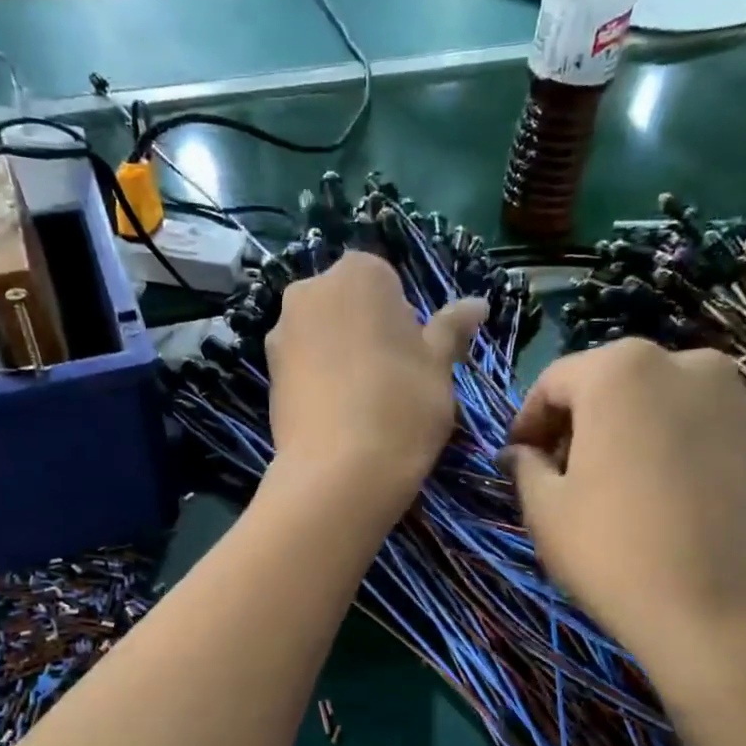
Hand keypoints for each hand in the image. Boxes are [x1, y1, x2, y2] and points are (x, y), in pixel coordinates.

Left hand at [265, 251, 485, 505]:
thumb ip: (452, 329)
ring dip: (342, 357)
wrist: (339, 473)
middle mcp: (310, 290)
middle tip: (392, 382)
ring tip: (363, 404)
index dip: (405, 322)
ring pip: (323, 336)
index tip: (414, 360)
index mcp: (358, 273)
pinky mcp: (267, 373)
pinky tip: (337, 417)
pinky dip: (319, 381)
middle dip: (369, 333)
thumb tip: (478, 303)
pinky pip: (303, 367)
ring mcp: (281, 332)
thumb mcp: (440, 366)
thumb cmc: (402, 407)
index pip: (389, 284)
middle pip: (350, 305)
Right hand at [503, 340, 745, 687]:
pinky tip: (669, 497)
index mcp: (621, 370)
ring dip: (632, 432)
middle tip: (565, 473)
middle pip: (614, 384)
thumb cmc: (616, 554)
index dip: (529, 421)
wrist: (726, 616)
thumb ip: (525, 466)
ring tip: (621, 486)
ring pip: (663, 403)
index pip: (555, 381)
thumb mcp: (545, 510)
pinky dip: (677, 448)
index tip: (520, 460)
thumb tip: (519, 453)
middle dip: (582, 423)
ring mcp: (739, 398)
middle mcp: (687, 363)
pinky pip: (704, 428)